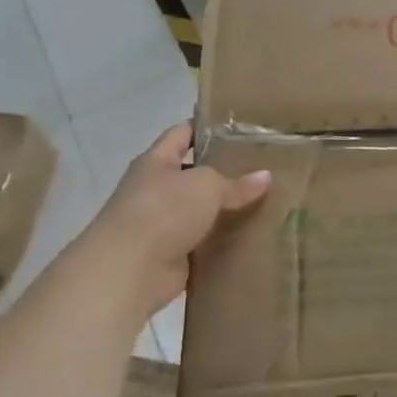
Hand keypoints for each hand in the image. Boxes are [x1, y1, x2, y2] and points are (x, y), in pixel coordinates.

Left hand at [86, 123, 270, 314]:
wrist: (129, 270)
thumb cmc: (163, 211)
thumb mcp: (206, 186)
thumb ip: (236, 182)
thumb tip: (266, 177)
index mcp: (156, 161)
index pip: (182, 134)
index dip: (207, 127)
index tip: (241, 128)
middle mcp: (156, 189)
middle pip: (195, 174)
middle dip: (225, 172)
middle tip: (264, 168)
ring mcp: (163, 223)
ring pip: (202, 210)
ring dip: (227, 210)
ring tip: (267, 202)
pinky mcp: (173, 253)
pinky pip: (205, 241)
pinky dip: (224, 240)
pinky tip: (253, 235)